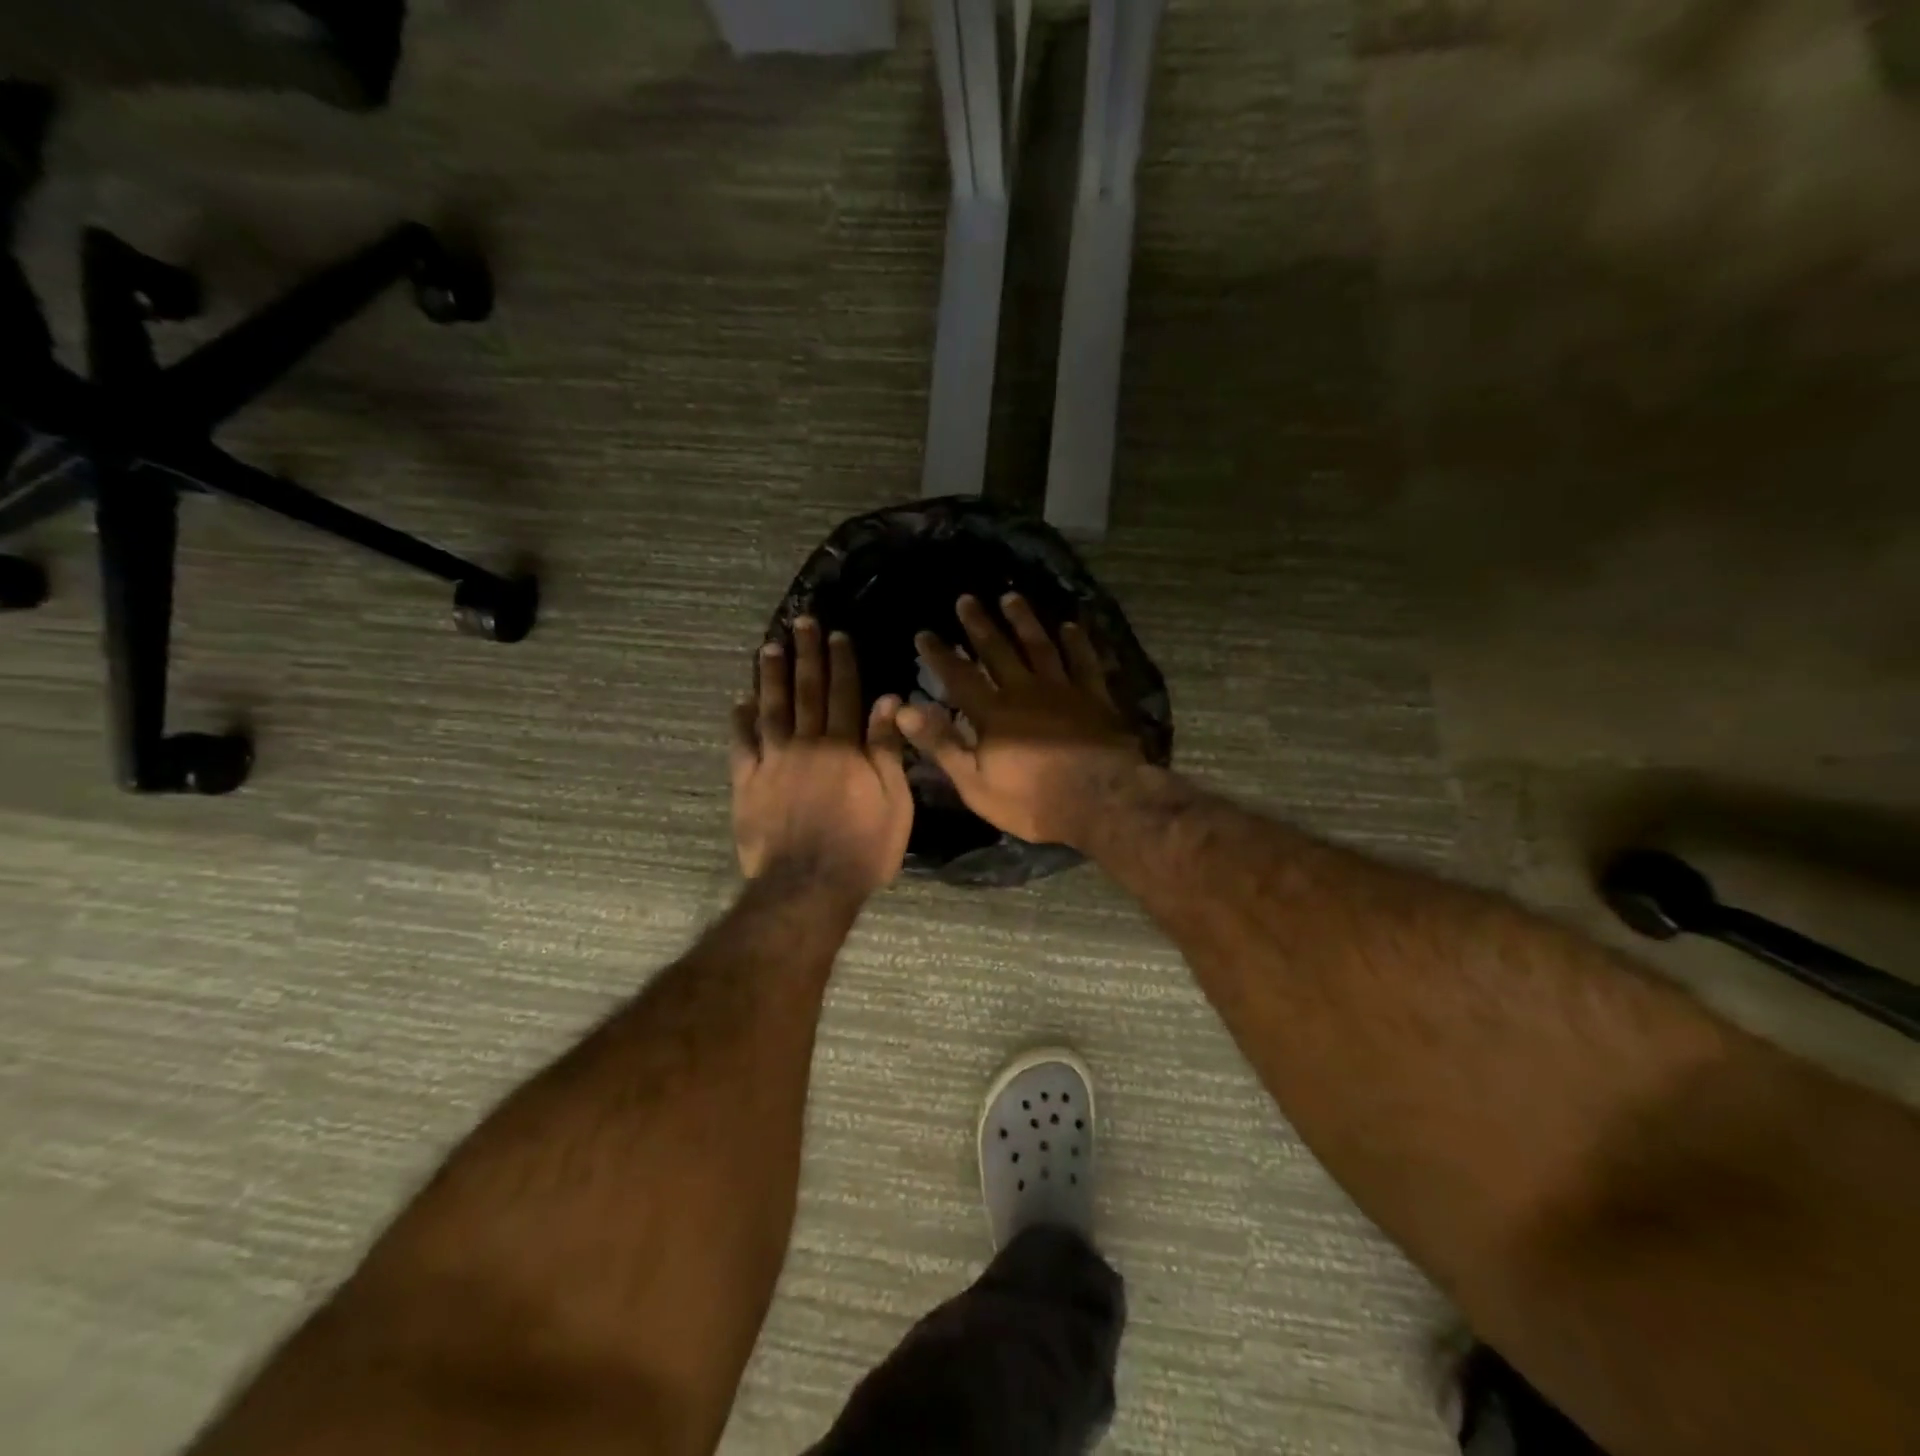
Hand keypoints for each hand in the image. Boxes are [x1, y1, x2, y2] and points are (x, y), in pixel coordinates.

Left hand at [731, 618, 912, 895]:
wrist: (808, 886)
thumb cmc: (863, 848)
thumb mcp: (894, 801)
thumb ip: (887, 749)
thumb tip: (889, 700)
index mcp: (845, 747)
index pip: (844, 694)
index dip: (842, 663)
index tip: (837, 635)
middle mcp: (807, 744)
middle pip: (806, 691)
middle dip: (806, 655)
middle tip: (802, 623)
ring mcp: (773, 762)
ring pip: (771, 709)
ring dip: (770, 676)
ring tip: (769, 647)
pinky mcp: (747, 783)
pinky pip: (741, 744)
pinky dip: (740, 720)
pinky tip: (740, 701)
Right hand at [897, 594, 1145, 847]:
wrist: (1102, 801)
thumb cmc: (1033, 801)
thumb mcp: (975, 783)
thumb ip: (941, 745)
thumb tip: (903, 711)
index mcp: (993, 714)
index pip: (959, 677)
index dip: (940, 655)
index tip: (924, 633)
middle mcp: (1025, 691)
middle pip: (998, 651)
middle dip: (979, 625)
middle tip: (967, 599)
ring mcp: (1064, 690)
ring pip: (1040, 646)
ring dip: (1024, 621)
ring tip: (1012, 597)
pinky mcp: (1096, 698)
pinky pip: (1084, 661)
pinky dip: (1077, 642)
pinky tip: (1070, 626)